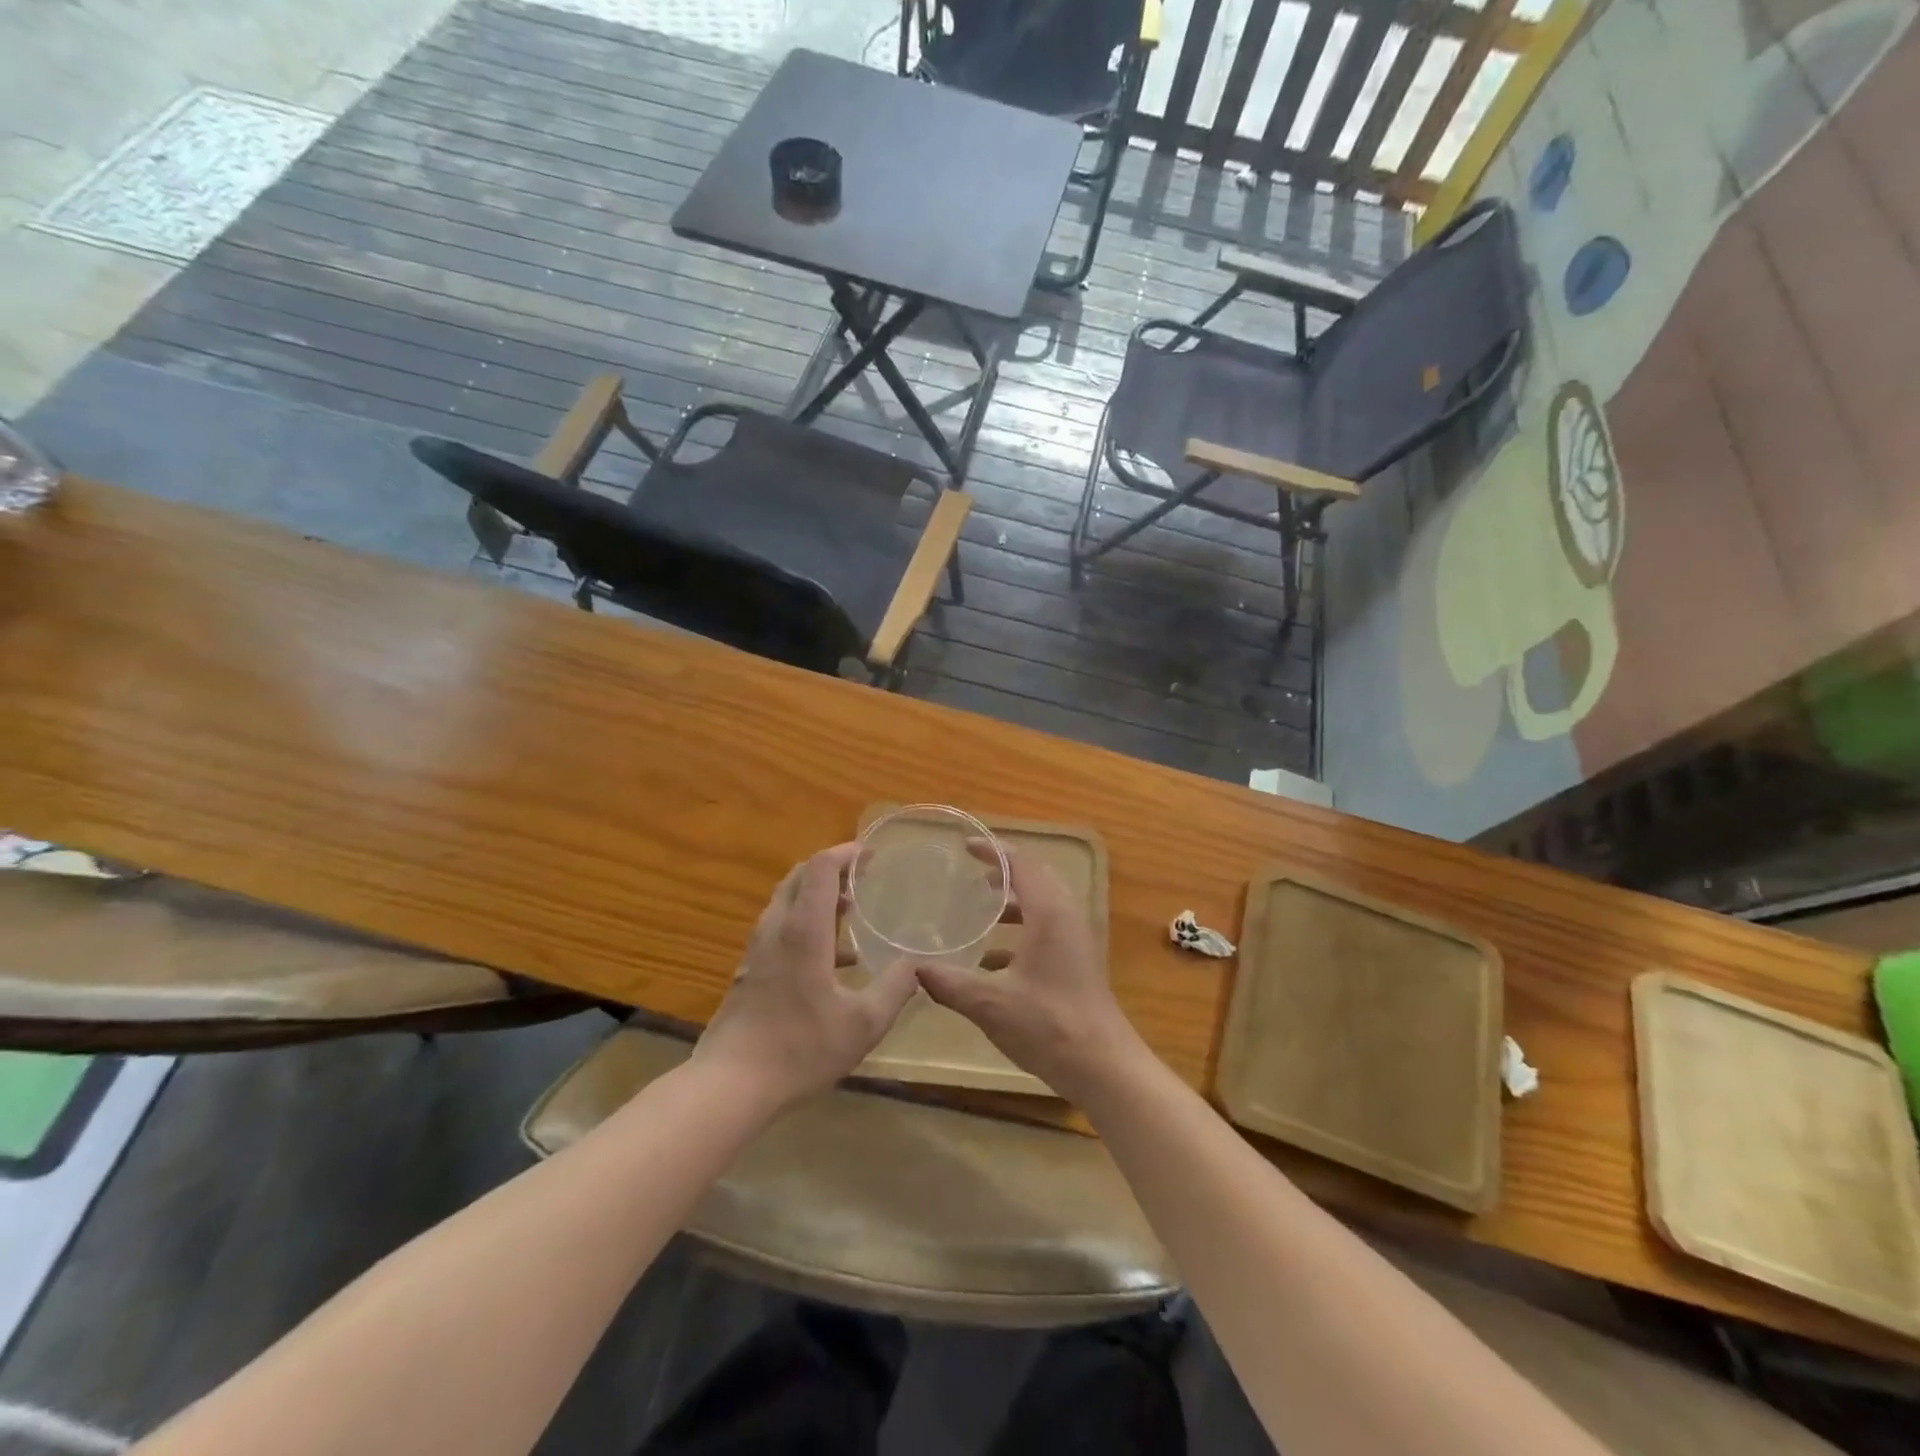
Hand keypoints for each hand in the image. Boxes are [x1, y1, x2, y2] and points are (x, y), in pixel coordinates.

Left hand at [695, 844, 919, 1108]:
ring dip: (817, 897)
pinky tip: (832, 961)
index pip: (820, 868)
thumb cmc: (800, 1048)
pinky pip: (780, 929)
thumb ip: (895, 989)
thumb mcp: (863, 1023)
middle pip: (799, 877)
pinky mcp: (750, 972)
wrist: (730, 1085)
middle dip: (831, 869)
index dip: (845, 854)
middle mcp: (776, 929)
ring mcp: (757, 950)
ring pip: (786, 903)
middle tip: (863, 878)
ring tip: (851, 912)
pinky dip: (806, 924)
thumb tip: (917, 965)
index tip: (871, 856)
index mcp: (803, 930)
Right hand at [915, 842, 1146, 1103]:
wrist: (1104, 1066)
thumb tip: (913, 969)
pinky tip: (992, 959)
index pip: (1021, 864)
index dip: (993, 851)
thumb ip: (950, 983)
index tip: (965, 847)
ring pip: (1043, 904)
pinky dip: (1022, 929)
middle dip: (1004, 872)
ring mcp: (1076, 939)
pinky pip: (1048, 928)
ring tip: (981, 911)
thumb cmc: (1049, 1025)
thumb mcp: (990, 1003)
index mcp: (1049, 913)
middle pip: (1036, 877)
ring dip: (1014, 902)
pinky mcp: (1078, 961)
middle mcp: (1066, 917)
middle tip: (972, 874)